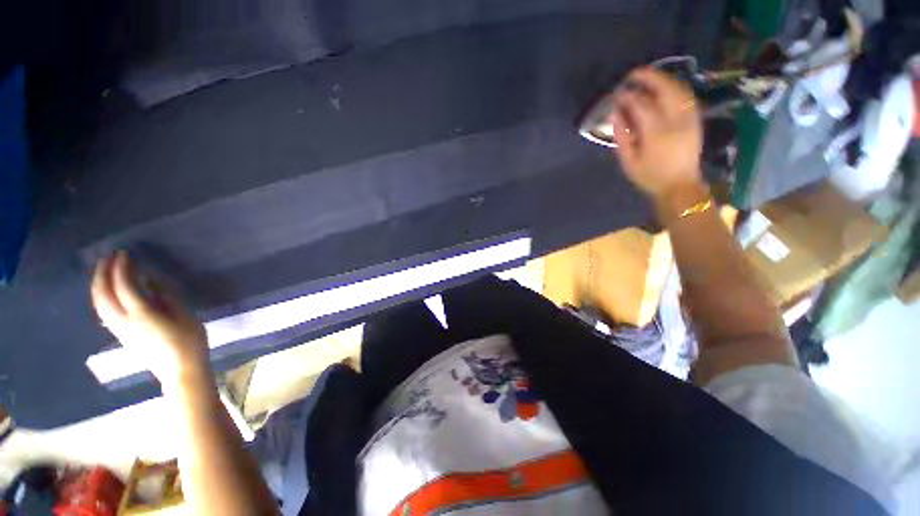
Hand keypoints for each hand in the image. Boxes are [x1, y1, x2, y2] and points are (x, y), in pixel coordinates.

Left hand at [91, 250, 208, 387]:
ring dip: (98, 285)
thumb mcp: (184, 316)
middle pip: (103, 294)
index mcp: (141, 314)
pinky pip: (104, 312)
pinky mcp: (121, 335)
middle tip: (108, 257)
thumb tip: (150, 280)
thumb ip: (166, 296)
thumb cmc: (188, 341)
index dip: (122, 267)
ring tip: (103, 271)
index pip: (123, 285)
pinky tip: (107, 293)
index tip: (125, 253)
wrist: (180, 370)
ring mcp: (120, 329)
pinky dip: (102, 297)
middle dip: (103, 273)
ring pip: (99, 304)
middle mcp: (124, 321)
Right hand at [609, 67, 704, 200]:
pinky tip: (664, 87)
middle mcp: (676, 120)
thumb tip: (616, 113)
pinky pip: (686, 96)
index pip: (641, 105)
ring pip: (678, 88)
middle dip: (648, 77)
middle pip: (665, 89)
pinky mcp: (695, 119)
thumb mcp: (628, 161)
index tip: (617, 93)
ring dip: (663, 79)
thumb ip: (621, 136)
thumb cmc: (650, 177)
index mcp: (656, 133)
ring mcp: (689, 118)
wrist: (680, 186)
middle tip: (632, 75)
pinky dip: (674, 87)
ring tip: (648, 77)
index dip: (628, 96)